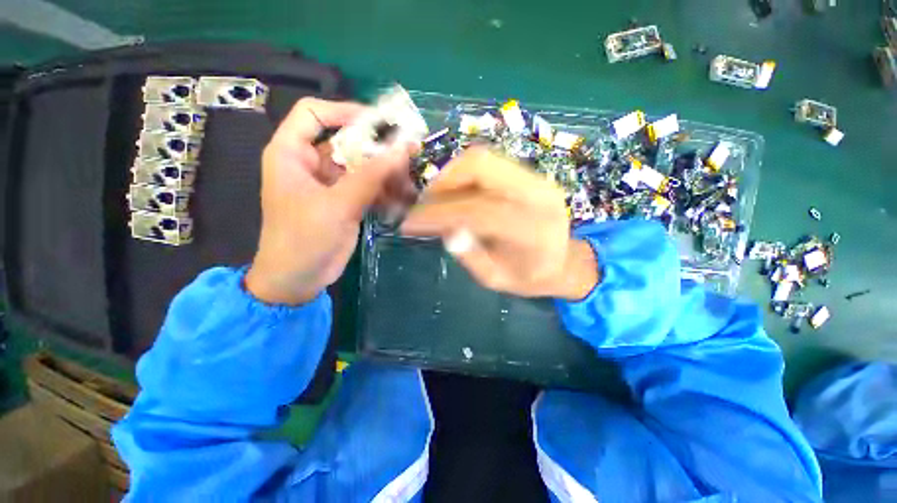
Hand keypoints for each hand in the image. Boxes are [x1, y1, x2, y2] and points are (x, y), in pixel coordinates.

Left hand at [245, 98, 415, 304]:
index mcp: (292, 154)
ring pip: (362, 167)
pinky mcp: (345, 203)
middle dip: (378, 149)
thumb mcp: (338, 204)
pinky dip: (385, 192)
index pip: (314, 114)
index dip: (345, 112)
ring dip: (387, 174)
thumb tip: (403, 149)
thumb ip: (371, 176)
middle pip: (347, 142)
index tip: (381, 123)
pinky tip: (402, 199)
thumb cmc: (304, 239)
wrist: (298, 280)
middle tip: (409, 154)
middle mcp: (311, 164)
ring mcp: (331, 185)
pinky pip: (368, 188)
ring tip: (410, 182)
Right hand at [400, 147, 598, 299]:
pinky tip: (454, 194)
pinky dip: (462, 175)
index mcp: (534, 230)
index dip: (438, 214)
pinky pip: (488, 163)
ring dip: (450, 175)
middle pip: (480, 166)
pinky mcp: (529, 174)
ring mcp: (537, 178)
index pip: (477, 211)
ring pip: (482, 158)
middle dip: (442, 182)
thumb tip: (446, 230)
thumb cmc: (532, 277)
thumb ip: (471, 256)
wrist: (565, 261)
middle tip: (424, 205)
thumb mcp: (497, 279)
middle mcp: (538, 194)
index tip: (410, 223)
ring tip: (435, 200)